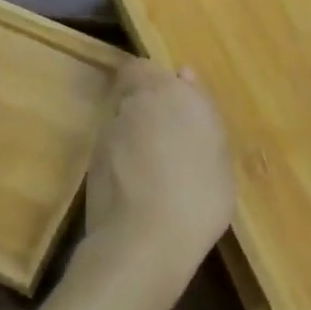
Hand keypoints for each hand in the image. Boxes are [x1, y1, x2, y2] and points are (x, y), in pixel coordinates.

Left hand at [83, 60, 235, 296]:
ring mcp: (108, 132)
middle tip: (168, 138)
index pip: (144, 67)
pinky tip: (137, 189)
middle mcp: (133, 103)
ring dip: (133, 135)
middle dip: (145, 107)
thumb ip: (201, 110)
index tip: (172, 102)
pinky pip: (111, 150)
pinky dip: (121, 161)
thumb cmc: (198, 195)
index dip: (153, 81)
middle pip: (131, 92)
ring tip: (154, 169)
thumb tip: (184, 75)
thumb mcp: (219, 155)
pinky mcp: (91, 162)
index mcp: (167, 91)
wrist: (144, 241)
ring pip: (121, 121)